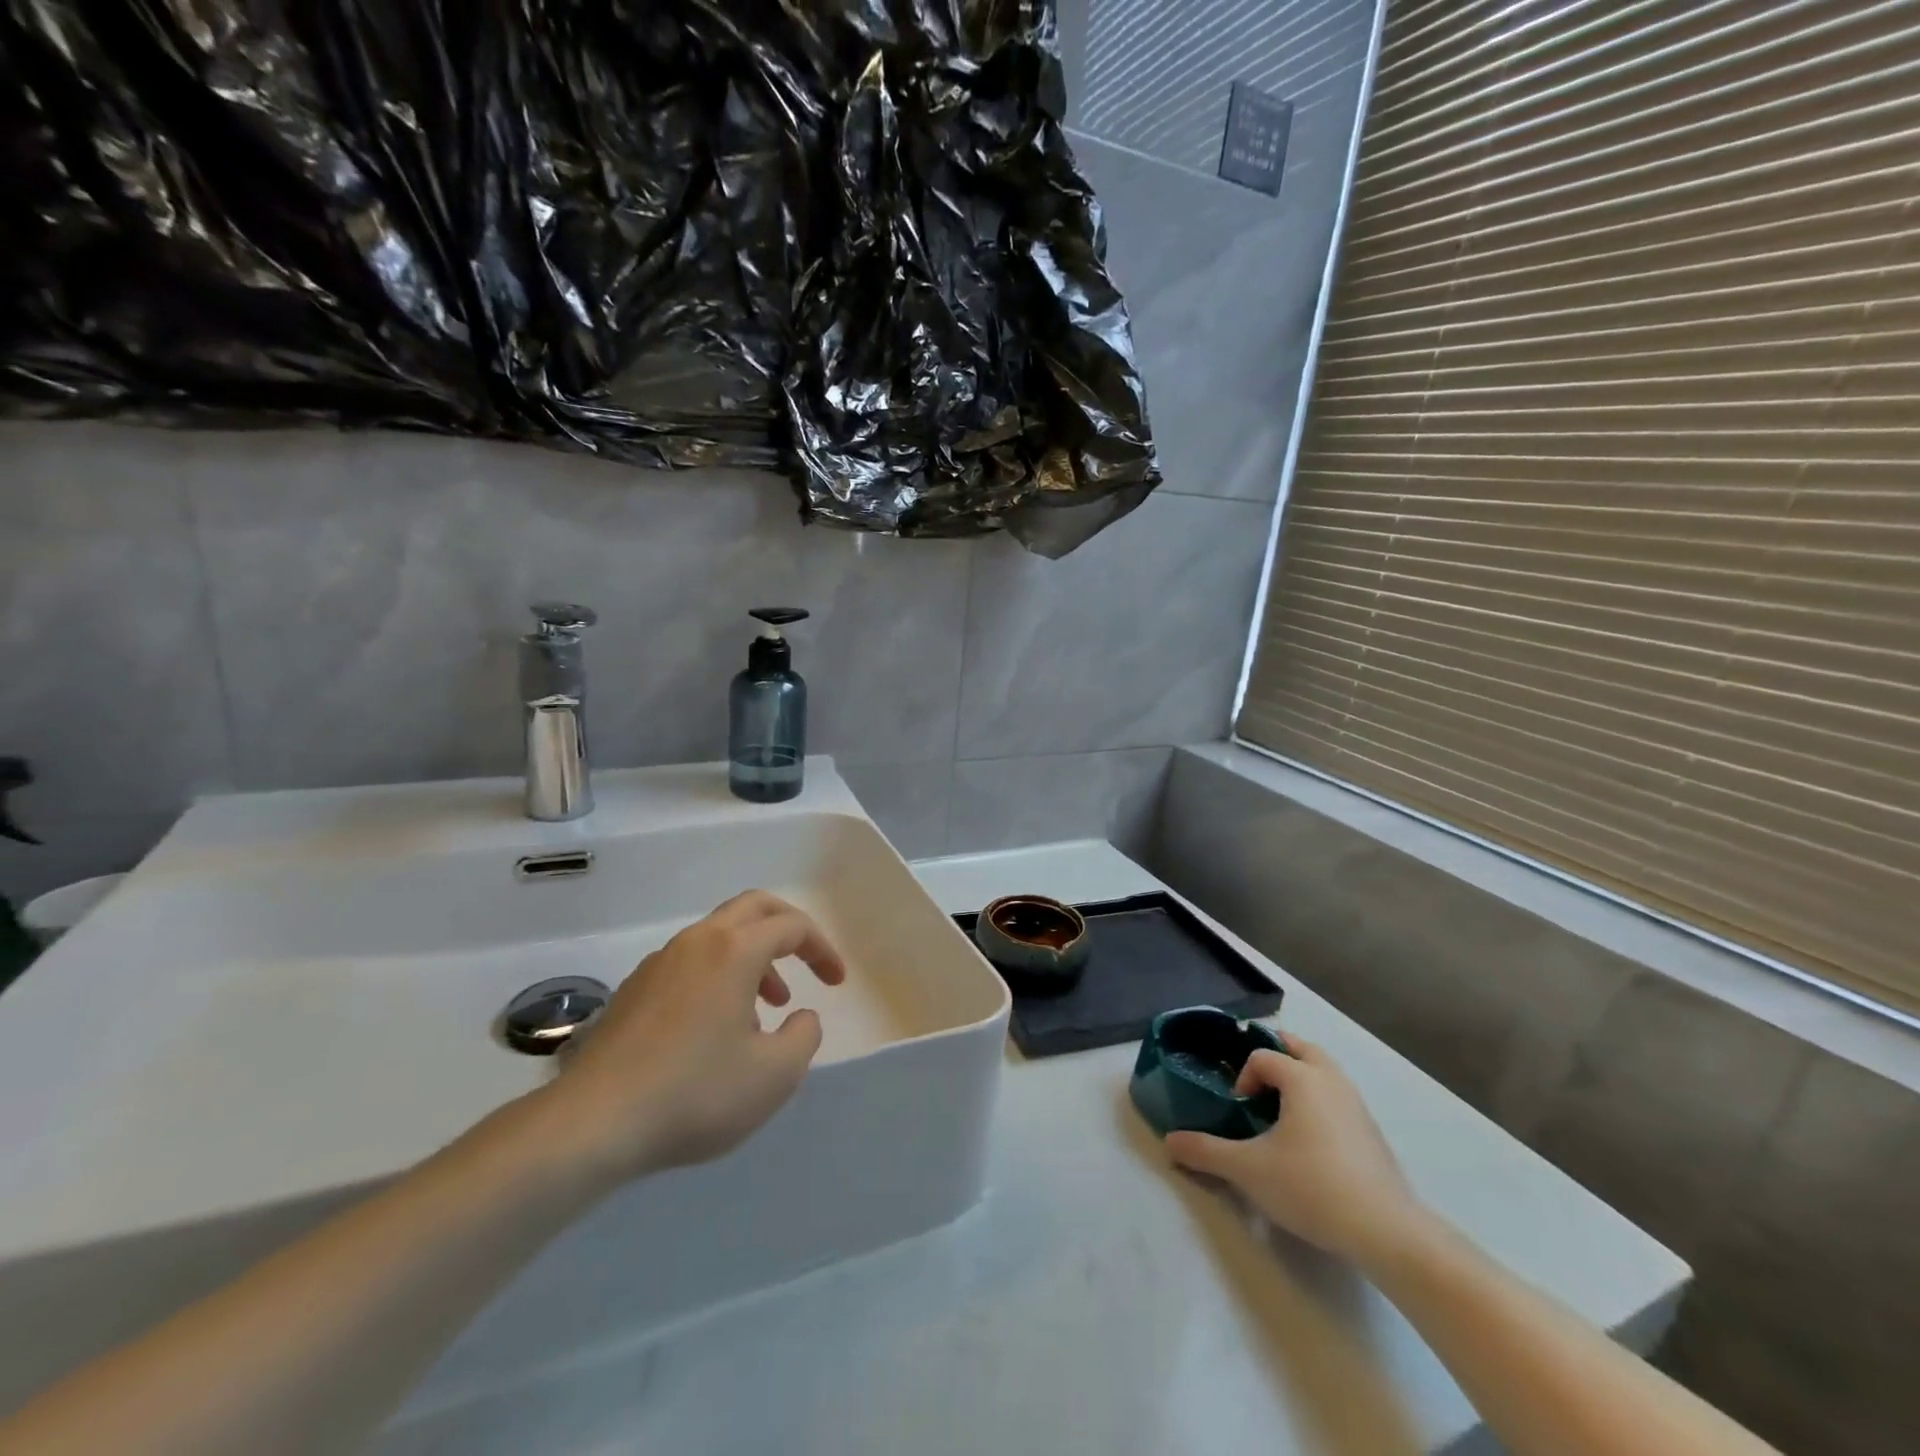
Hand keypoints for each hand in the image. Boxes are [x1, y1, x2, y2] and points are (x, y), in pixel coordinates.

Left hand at [539, 890, 846, 1181]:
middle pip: (753, 907)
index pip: (791, 926)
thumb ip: (804, 1036)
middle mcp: (696, 942)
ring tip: (765, 1008)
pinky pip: (690, 962)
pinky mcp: (633, 990)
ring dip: (752, 957)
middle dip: (788, 929)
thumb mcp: (775, 1075)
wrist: (592, 1124)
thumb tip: (799, 1015)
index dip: (821, 948)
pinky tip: (716, 1028)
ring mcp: (659, 963)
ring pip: (719, 935)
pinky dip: (719, 975)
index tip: (836, 983)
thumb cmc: (695, 1093)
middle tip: (806, 963)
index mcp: (734, 950)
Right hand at [1165, 1036, 1428, 1267]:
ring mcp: (1357, 1106)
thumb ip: (1206, 1152)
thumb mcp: (1248, 1170)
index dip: (1243, 1077)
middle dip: (1277, 1053)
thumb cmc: (1311, 1187)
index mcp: (1302, 1078)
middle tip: (1256, 1079)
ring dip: (1301, 1075)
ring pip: (1326, 1071)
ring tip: (1281, 1106)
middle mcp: (1332, 1081)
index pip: (1263, 1055)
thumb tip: (1169, 1142)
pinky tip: (1310, 1139)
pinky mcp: (1372, 1133)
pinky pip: (1339, 1097)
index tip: (1238, 1110)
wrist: (1386, 1232)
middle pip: (1302, 1048)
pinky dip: (1320, 1100)